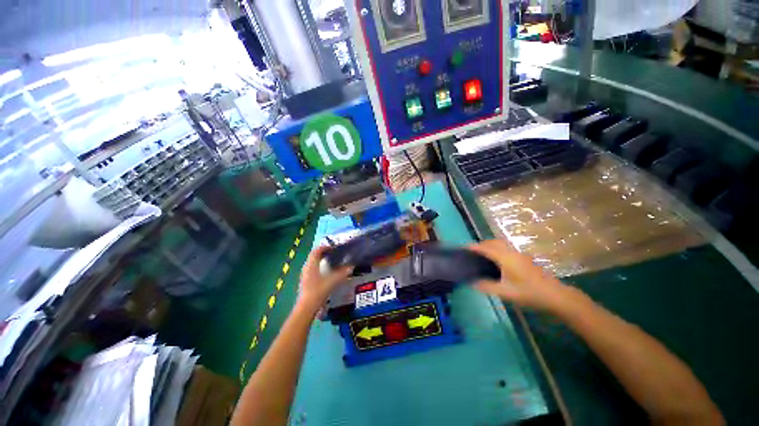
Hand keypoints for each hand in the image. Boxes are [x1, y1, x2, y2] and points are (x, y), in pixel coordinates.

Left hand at [298, 246, 352, 309]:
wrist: (306, 308)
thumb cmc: (318, 291)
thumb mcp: (332, 281)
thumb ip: (342, 273)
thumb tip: (351, 267)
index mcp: (311, 265)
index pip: (316, 250)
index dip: (325, 247)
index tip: (334, 248)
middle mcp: (307, 268)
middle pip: (314, 256)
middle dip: (324, 253)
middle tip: (334, 254)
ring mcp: (305, 275)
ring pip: (313, 263)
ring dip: (322, 260)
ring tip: (332, 262)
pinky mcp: (306, 281)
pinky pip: (313, 269)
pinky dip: (320, 267)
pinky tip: (327, 273)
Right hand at [467, 239, 571, 311]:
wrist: (555, 295)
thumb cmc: (529, 293)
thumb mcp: (505, 292)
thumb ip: (487, 286)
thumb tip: (472, 282)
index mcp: (505, 258)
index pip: (485, 248)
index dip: (473, 247)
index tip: (463, 248)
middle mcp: (511, 252)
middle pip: (493, 242)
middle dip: (481, 244)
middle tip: (472, 253)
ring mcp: (519, 254)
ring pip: (501, 244)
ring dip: (490, 246)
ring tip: (482, 255)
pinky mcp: (524, 258)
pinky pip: (506, 248)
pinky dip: (497, 249)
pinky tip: (496, 261)